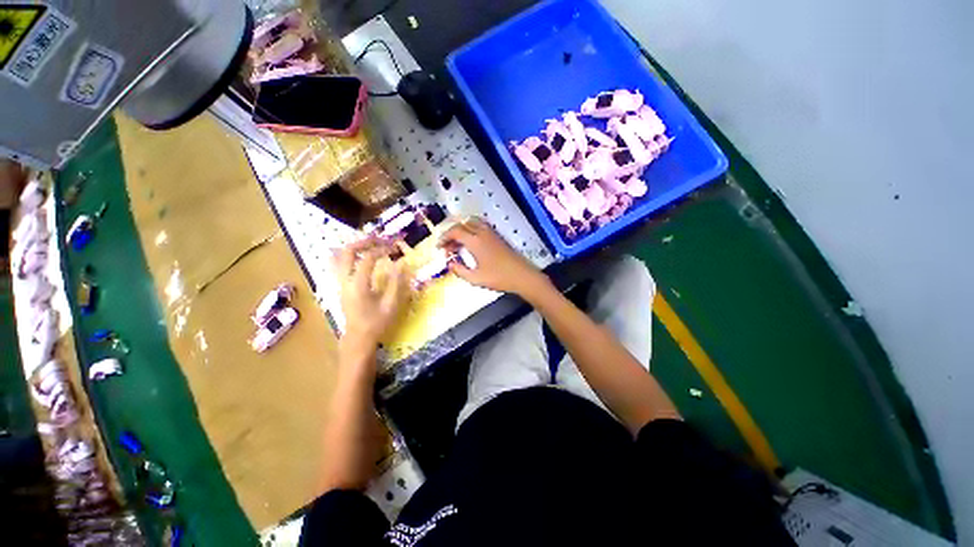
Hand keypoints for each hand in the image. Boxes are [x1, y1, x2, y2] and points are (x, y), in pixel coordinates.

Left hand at [332, 238, 408, 351]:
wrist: (358, 338)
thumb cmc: (376, 323)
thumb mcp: (391, 304)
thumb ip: (396, 283)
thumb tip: (401, 263)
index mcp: (358, 285)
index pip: (367, 258)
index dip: (381, 249)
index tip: (395, 248)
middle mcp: (345, 280)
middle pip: (347, 252)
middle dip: (364, 242)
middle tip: (380, 239)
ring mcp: (340, 282)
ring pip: (341, 256)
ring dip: (357, 246)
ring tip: (373, 243)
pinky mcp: (341, 285)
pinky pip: (341, 263)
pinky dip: (352, 255)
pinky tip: (363, 255)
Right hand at [440, 218, 548, 297]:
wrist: (522, 275)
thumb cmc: (499, 278)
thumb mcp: (476, 279)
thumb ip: (460, 271)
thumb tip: (450, 264)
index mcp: (475, 241)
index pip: (455, 231)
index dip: (444, 238)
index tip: (439, 247)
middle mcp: (482, 233)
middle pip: (462, 224)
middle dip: (451, 234)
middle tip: (447, 248)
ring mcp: (491, 233)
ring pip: (472, 222)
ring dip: (462, 230)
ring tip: (458, 244)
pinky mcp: (497, 236)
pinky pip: (480, 226)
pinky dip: (471, 230)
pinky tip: (471, 244)